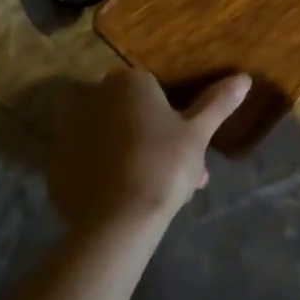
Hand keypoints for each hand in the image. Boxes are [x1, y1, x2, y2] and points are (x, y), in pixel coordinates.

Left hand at [47, 69, 250, 234]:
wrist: (117, 221)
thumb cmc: (164, 166)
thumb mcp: (198, 134)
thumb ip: (217, 103)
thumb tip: (244, 78)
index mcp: (129, 81)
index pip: (154, 91)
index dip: (174, 121)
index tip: (188, 149)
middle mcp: (94, 95)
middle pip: (130, 114)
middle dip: (152, 139)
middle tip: (175, 174)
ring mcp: (70, 129)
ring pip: (109, 137)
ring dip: (128, 154)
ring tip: (151, 193)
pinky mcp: (55, 162)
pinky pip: (87, 160)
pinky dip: (102, 172)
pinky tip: (122, 197)